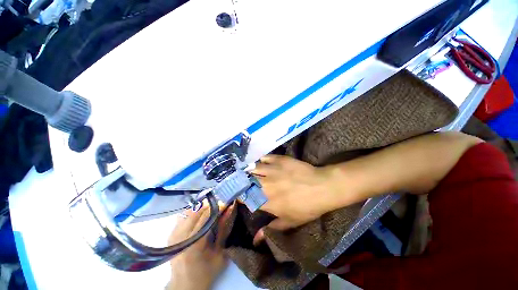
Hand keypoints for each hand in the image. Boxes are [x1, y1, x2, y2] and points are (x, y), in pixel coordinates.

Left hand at [167, 204, 232, 289]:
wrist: (184, 285)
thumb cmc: (205, 272)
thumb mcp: (219, 254)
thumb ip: (223, 230)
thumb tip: (229, 210)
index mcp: (194, 244)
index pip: (206, 216)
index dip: (217, 207)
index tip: (225, 204)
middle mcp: (181, 237)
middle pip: (196, 211)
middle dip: (210, 205)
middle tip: (219, 205)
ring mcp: (173, 235)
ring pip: (189, 211)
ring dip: (201, 208)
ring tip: (210, 209)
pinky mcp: (171, 235)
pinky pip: (183, 216)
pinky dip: (193, 212)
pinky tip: (199, 215)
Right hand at [251, 155, 335, 243]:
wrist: (322, 187)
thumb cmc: (307, 207)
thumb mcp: (290, 222)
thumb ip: (271, 229)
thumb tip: (255, 240)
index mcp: (266, 201)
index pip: (245, 198)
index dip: (242, 197)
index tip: (243, 196)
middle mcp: (265, 185)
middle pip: (246, 181)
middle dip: (244, 182)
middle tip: (247, 183)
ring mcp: (272, 170)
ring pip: (253, 168)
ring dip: (251, 171)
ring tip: (253, 172)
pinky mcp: (279, 160)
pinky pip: (264, 158)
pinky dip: (262, 160)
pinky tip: (264, 163)